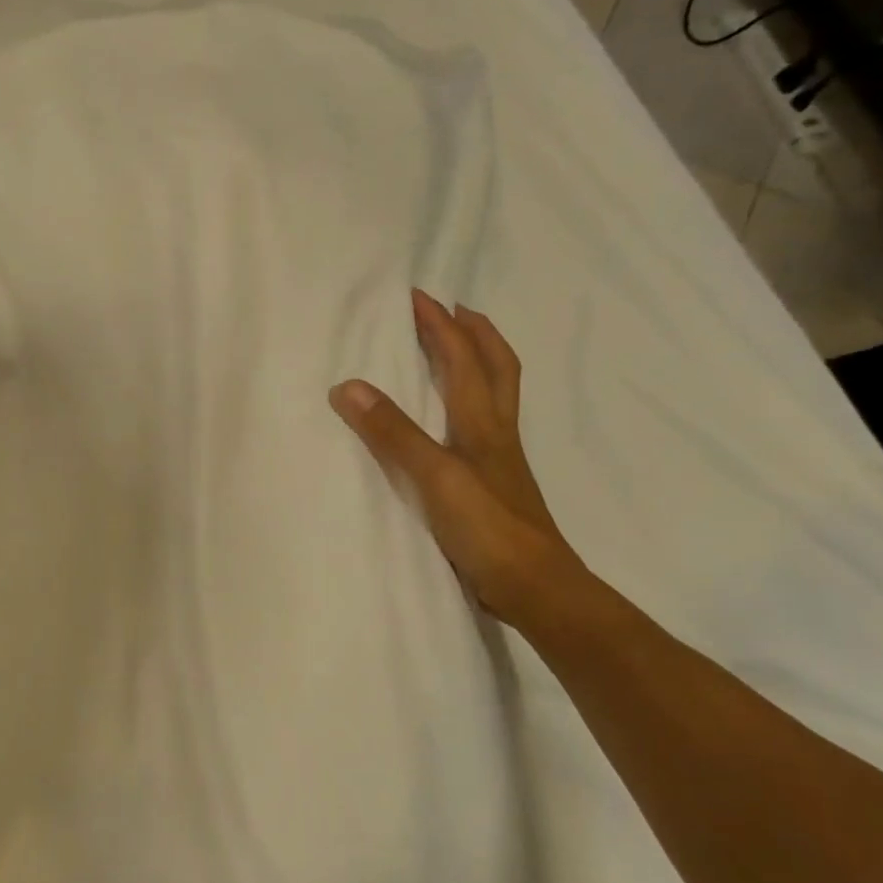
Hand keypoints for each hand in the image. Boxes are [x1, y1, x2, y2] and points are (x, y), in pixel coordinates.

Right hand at [329, 290, 588, 629]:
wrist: (535, 586)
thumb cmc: (487, 528)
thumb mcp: (434, 476)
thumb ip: (392, 432)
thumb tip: (348, 386)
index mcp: (483, 422)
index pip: (463, 359)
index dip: (442, 326)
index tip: (418, 296)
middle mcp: (496, 432)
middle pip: (496, 368)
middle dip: (474, 333)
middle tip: (452, 310)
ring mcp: (499, 459)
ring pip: (495, 395)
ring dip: (479, 362)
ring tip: (457, 350)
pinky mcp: (493, 484)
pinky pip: (483, 425)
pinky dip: (470, 403)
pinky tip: (453, 418)